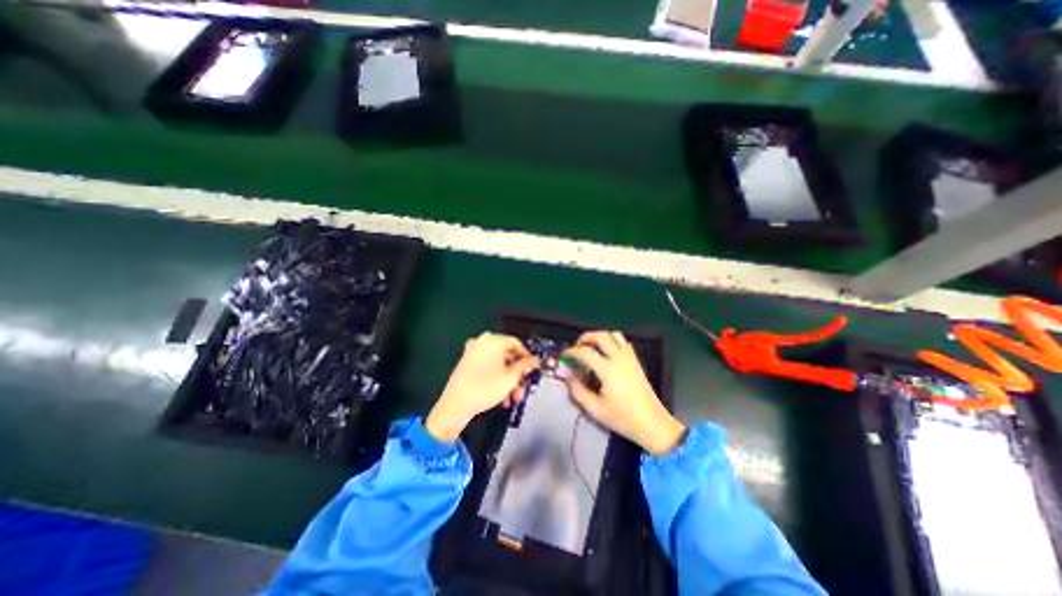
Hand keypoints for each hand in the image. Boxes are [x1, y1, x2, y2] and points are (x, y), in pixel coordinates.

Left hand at [426, 333, 540, 444]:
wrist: (456, 405)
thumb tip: (534, 360)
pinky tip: (501, 397)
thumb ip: (524, 366)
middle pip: (506, 356)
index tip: (532, 369)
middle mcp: (481, 343)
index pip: (516, 343)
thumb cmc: (486, 387)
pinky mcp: (466, 364)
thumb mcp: (511, 377)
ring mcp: (472, 353)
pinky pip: (487, 368)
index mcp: (492, 340)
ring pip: (497, 365)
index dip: (527, 357)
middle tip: (522, 387)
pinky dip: (496, 380)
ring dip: (507, 381)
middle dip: (516, 374)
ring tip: (512, 399)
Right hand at [563, 331, 689, 456]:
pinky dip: (611, 341)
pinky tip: (606, 353)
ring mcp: (630, 358)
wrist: (652, 424)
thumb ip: (577, 390)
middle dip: (585, 338)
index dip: (571, 351)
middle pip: (600, 336)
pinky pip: (623, 342)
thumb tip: (568, 374)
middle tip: (576, 347)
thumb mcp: (595, 409)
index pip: (585, 351)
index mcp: (608, 370)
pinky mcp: (636, 360)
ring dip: (599, 337)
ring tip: (590, 348)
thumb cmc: (622, 418)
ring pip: (613, 334)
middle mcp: (619, 358)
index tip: (564, 356)